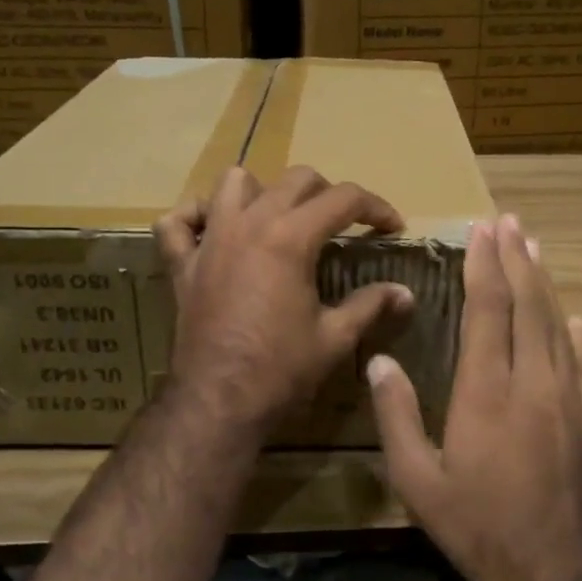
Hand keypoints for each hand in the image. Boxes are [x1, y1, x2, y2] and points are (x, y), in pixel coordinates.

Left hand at [154, 165, 414, 436]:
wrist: (219, 401)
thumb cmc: (281, 369)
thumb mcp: (335, 337)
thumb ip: (371, 305)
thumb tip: (405, 293)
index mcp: (290, 237)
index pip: (344, 198)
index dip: (376, 208)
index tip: (392, 227)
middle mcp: (249, 224)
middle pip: (296, 180)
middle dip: (328, 194)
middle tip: (344, 225)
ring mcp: (210, 240)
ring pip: (233, 183)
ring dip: (262, 192)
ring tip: (279, 218)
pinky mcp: (182, 264)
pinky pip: (176, 222)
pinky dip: (195, 217)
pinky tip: (213, 231)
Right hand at [367, 214, 581, 580]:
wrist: (553, 576)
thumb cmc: (476, 528)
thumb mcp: (416, 480)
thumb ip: (396, 416)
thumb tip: (379, 361)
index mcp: (485, 392)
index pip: (487, 311)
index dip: (484, 266)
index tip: (482, 230)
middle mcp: (533, 383)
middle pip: (528, 306)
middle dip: (517, 259)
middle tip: (509, 222)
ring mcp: (572, 401)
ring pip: (560, 327)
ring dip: (546, 285)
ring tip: (536, 250)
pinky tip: (579, 322)